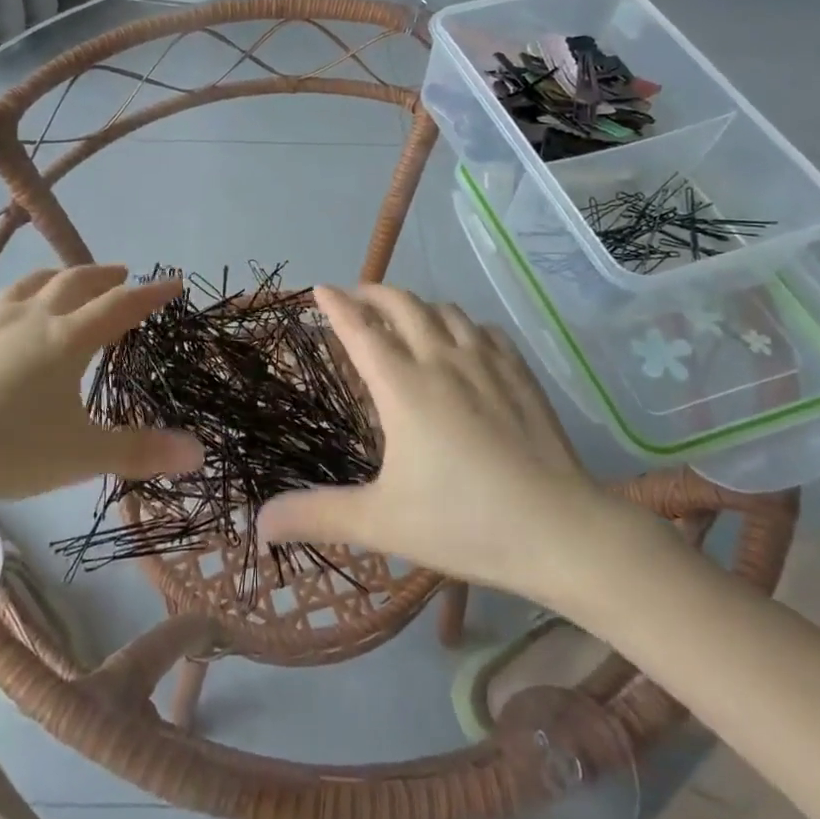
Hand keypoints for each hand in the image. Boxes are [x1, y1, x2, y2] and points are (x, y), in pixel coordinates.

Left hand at [0, 265, 202, 506]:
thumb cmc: (4, 450)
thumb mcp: (80, 456)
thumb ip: (140, 451)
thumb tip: (200, 453)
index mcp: (69, 339)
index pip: (122, 305)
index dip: (152, 292)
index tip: (174, 283)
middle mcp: (36, 316)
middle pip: (79, 281)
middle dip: (108, 276)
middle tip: (125, 275)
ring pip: (37, 281)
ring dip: (65, 275)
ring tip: (74, 280)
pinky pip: (4, 297)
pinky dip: (26, 292)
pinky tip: (17, 308)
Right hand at [258, 285, 668, 612]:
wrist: (560, 530)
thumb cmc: (463, 522)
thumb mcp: (381, 523)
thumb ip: (318, 515)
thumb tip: (258, 524)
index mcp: (402, 386)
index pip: (360, 329)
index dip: (336, 305)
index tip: (319, 288)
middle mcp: (441, 360)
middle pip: (402, 305)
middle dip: (373, 292)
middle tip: (356, 296)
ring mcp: (486, 363)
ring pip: (445, 310)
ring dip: (417, 304)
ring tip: (404, 316)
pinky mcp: (520, 373)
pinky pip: (484, 329)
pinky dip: (462, 324)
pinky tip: (463, 341)